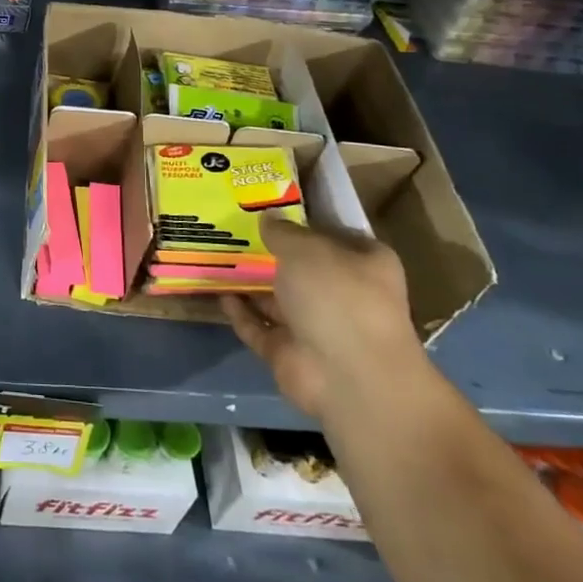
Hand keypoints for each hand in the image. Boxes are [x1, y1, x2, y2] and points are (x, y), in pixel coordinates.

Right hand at [220, 218, 426, 418]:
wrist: (347, 375)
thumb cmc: (338, 297)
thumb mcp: (307, 249)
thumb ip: (283, 232)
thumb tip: (268, 216)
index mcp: (364, 264)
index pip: (334, 234)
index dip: (304, 220)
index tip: (270, 206)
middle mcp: (343, 294)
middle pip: (302, 268)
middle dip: (271, 253)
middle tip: (234, 229)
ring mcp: (316, 327)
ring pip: (278, 299)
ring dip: (251, 284)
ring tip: (218, 257)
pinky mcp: (289, 353)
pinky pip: (259, 328)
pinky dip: (241, 314)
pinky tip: (219, 294)